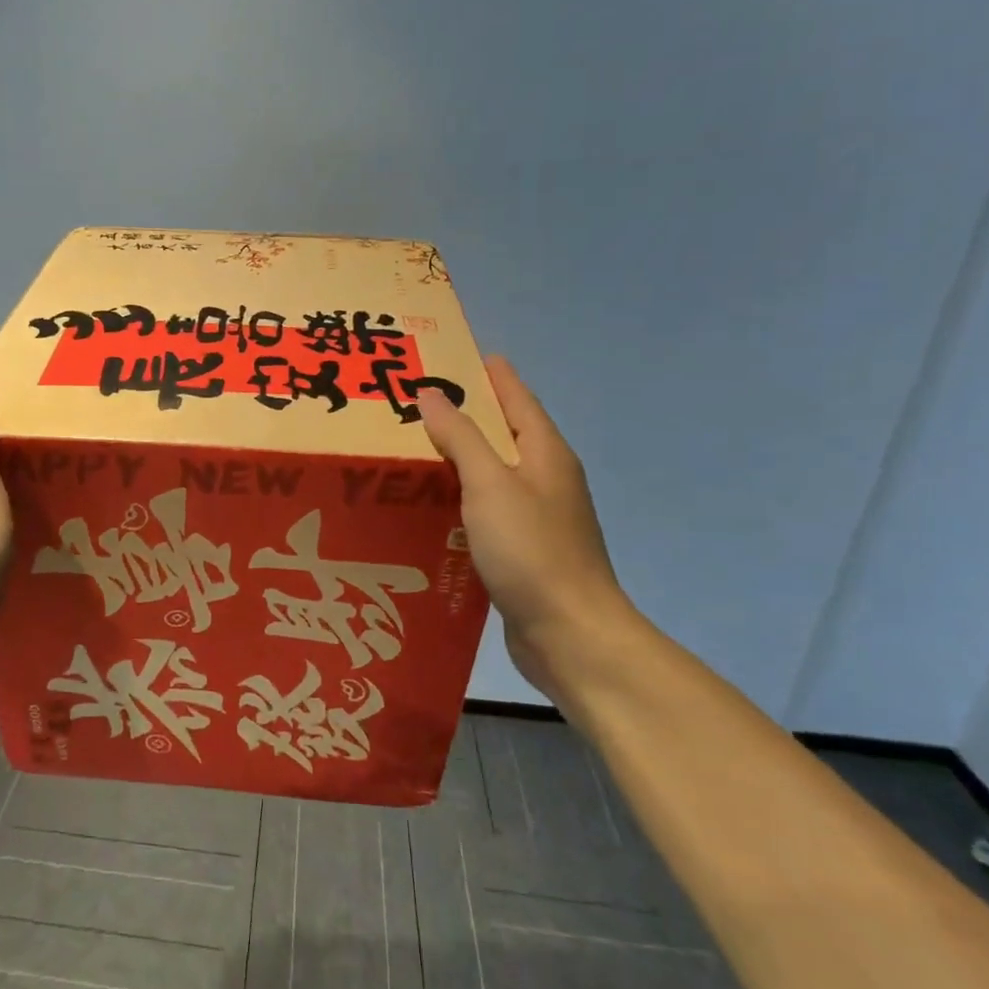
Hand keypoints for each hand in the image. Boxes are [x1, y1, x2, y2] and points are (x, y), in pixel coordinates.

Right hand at [417, 357, 636, 694]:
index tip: (463, 355)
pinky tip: (432, 506)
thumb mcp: (490, 484)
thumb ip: (460, 437)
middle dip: (469, 414)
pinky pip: (488, 509)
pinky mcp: (526, 550)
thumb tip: (433, 394)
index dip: (493, 375)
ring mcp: (539, 517)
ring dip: (462, 458)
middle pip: (506, 433)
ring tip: (416, 448)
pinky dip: (463, 498)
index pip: (517, 399)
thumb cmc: (531, 550)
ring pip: (495, 473)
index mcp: (546, 454)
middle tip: (421, 401)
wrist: (571, 634)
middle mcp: (547, 479)